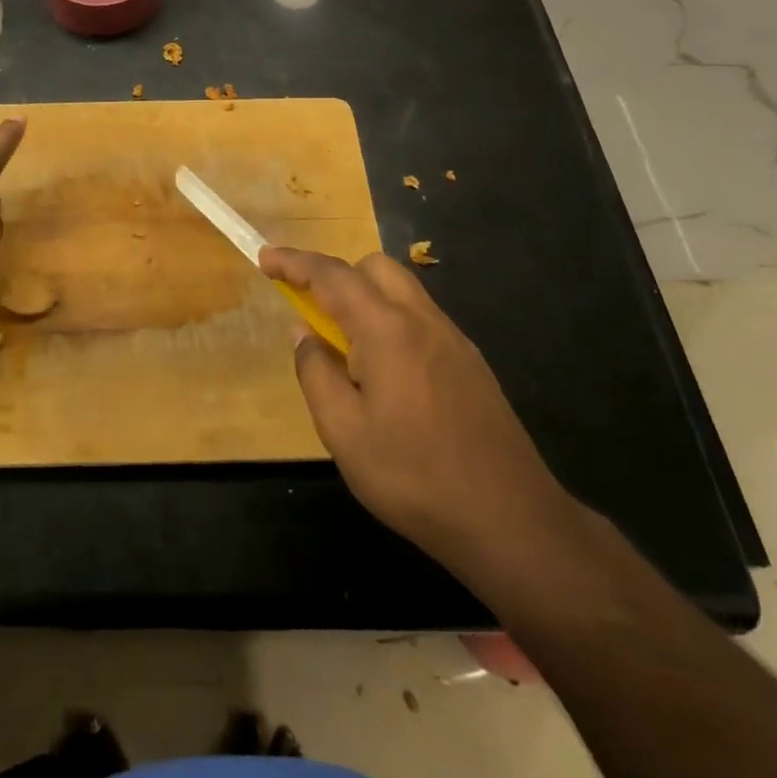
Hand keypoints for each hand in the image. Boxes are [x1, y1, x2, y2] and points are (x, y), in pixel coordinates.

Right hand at [260, 246, 579, 578]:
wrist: (511, 520)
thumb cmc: (414, 477)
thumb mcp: (343, 432)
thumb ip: (316, 373)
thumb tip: (303, 333)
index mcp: (387, 329)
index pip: (332, 276)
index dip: (295, 262)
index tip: (265, 257)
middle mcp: (422, 320)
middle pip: (374, 268)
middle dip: (336, 274)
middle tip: (309, 308)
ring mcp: (453, 340)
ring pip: (402, 290)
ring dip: (365, 297)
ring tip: (345, 344)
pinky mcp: (470, 363)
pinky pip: (420, 318)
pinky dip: (391, 320)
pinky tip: (385, 371)